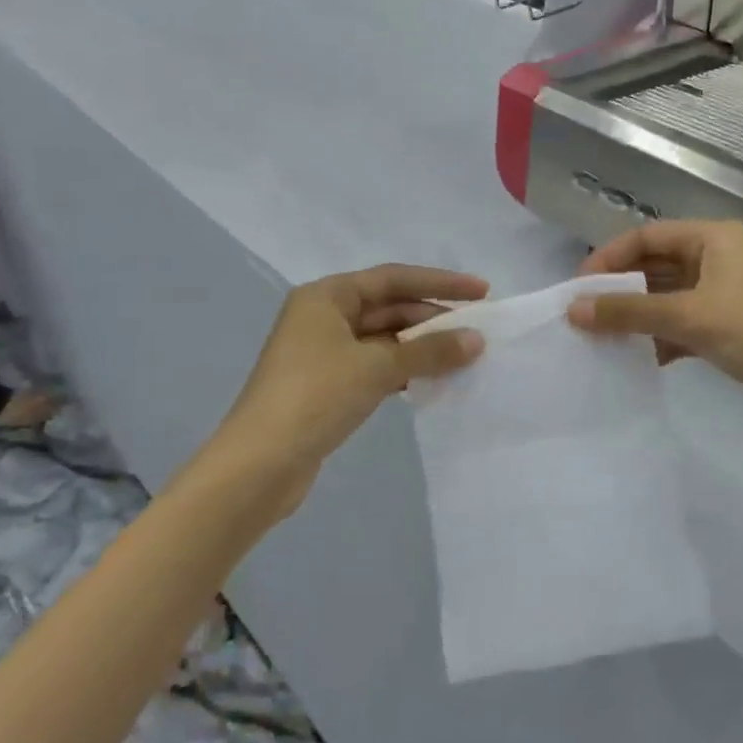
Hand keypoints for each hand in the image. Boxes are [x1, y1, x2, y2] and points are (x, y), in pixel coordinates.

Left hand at [214, 265, 487, 507]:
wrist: (260, 463)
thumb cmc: (315, 397)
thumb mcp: (377, 367)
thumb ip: (429, 351)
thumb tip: (476, 340)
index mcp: (326, 296)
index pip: (393, 278)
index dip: (440, 282)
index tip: (482, 291)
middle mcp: (322, 316)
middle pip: (388, 307)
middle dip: (432, 318)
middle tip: (479, 331)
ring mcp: (322, 352)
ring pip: (383, 339)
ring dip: (421, 347)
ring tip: (464, 357)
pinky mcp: (327, 386)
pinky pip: (374, 366)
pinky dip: (403, 370)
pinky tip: (431, 381)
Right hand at [568, 220, 742, 438]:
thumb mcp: (691, 319)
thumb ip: (630, 312)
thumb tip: (572, 309)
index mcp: (714, 238)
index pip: (647, 235)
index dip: (608, 258)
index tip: (577, 290)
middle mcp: (721, 257)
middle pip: (656, 265)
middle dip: (621, 291)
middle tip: (585, 318)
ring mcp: (730, 293)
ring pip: (670, 297)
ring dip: (640, 317)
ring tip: (606, 342)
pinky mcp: (737, 326)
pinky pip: (687, 323)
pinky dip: (664, 338)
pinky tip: (645, 361)